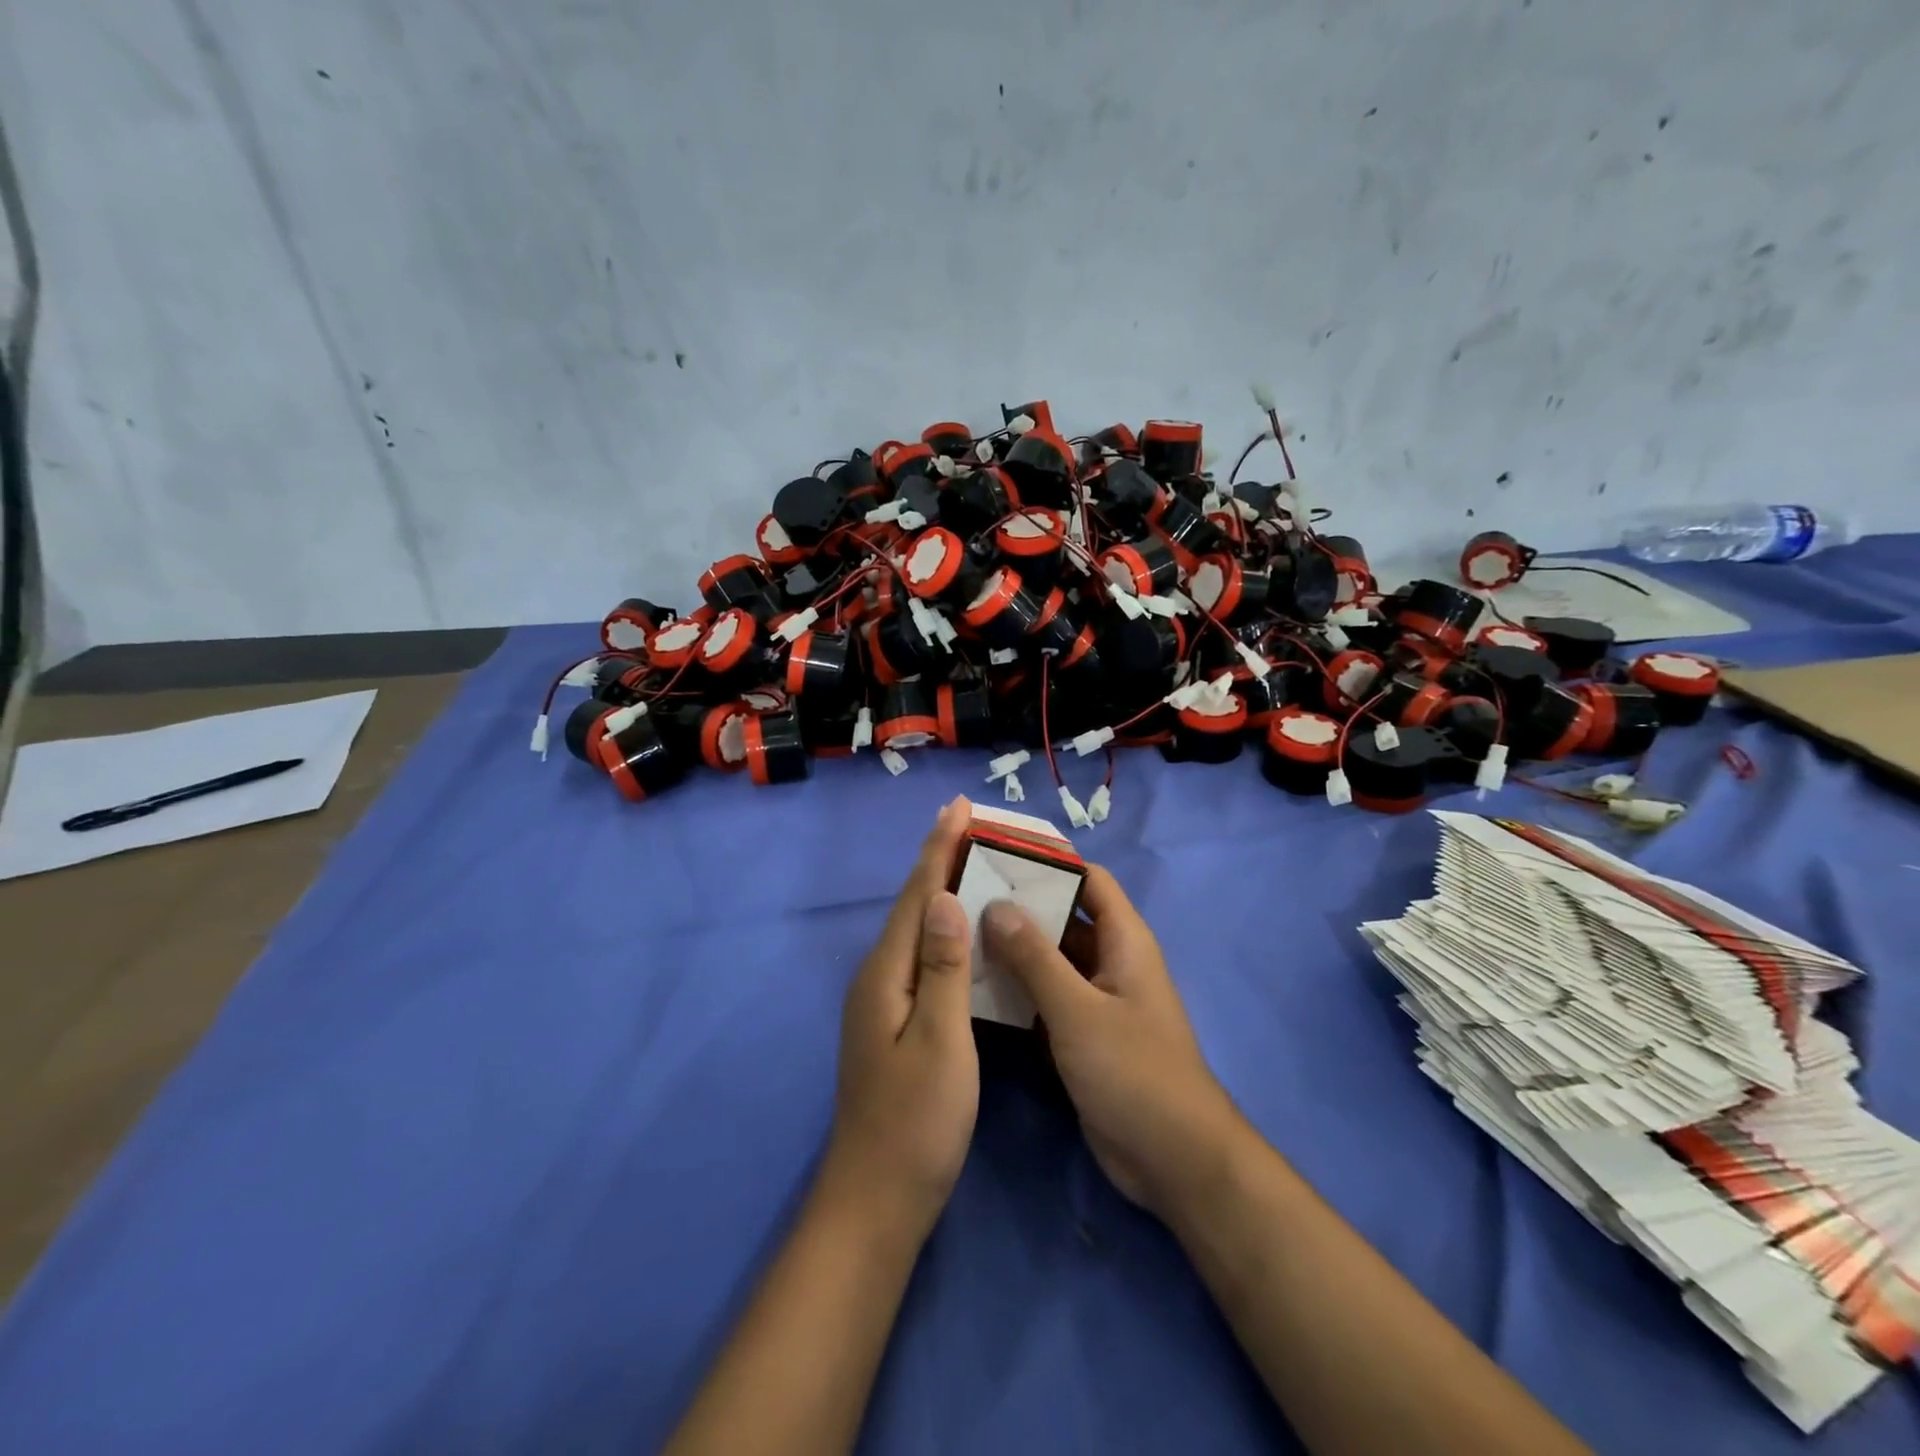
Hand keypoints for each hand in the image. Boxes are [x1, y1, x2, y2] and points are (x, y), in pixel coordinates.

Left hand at [825, 797, 977, 1239]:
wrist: (877, 1198)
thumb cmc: (917, 1121)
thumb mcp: (941, 1040)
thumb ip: (943, 966)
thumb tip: (943, 897)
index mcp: (886, 973)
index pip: (916, 894)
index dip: (938, 847)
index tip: (959, 806)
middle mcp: (878, 976)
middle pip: (911, 904)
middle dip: (937, 859)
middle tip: (968, 822)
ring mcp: (882, 1001)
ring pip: (914, 928)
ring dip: (939, 889)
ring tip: (969, 861)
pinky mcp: (894, 1021)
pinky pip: (921, 954)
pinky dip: (941, 927)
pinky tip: (959, 929)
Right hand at [982, 866, 1241, 1218]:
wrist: (1173, 1159)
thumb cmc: (1133, 1071)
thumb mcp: (1078, 1010)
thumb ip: (1035, 958)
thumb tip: (996, 904)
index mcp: (1124, 940)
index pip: (1089, 879)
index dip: (1051, 861)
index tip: (999, 854)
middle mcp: (1110, 960)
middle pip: (1064, 916)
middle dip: (1021, 905)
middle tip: (965, 893)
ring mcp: (1096, 999)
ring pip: (1051, 958)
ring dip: (1014, 948)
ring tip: (959, 931)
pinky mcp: (1083, 1033)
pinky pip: (1047, 996)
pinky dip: (1018, 988)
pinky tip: (975, 984)